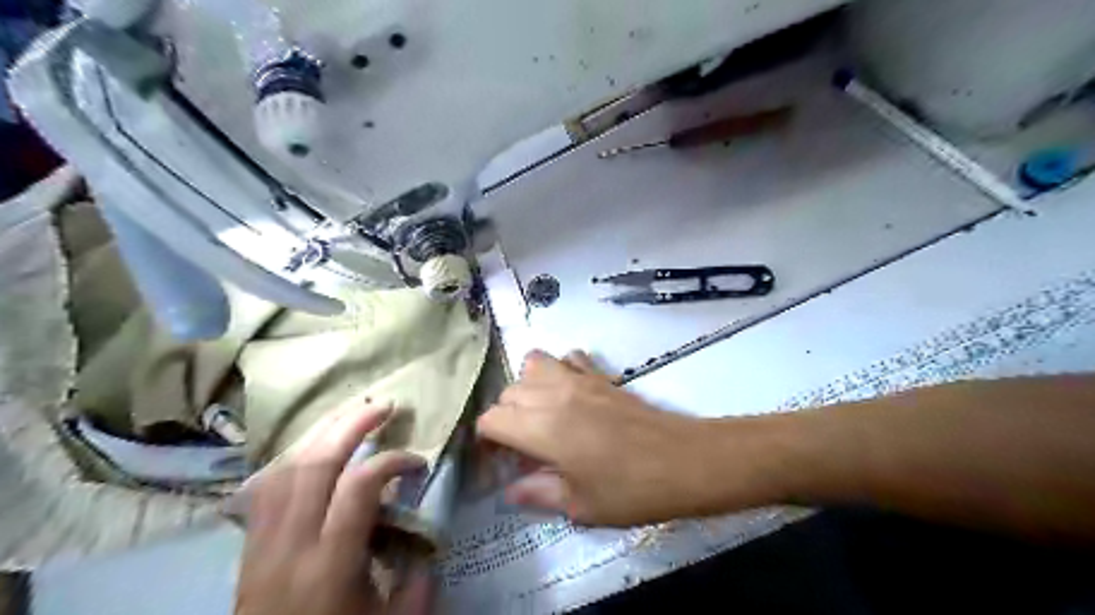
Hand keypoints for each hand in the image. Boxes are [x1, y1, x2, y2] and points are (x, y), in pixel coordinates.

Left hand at [239, 400, 432, 612]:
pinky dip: (294, 457)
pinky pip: (267, 485)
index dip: (392, 461)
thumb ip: (417, 585)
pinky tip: (312, 449)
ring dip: (322, 433)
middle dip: (352, 425)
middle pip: (316, 463)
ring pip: (286, 467)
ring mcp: (263, 541)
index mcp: (330, 564)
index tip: (417, 463)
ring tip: (351, 414)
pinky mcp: (250, 544)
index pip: (358, 487)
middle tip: (384, 405)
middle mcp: (291, 542)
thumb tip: (431, 547)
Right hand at [478, 352, 733, 522]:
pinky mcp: (602, 375)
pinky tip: (572, 393)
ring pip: (533, 363)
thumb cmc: (631, 490)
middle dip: (507, 417)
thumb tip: (512, 489)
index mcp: (541, 428)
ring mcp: (579, 379)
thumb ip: (538, 493)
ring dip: (528, 385)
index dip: (488, 440)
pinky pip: (569, 357)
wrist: (684, 461)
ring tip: (542, 413)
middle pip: (508, 392)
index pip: (491, 419)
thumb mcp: (580, 505)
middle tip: (524, 445)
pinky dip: (562, 369)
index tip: (500, 460)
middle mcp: (553, 395)